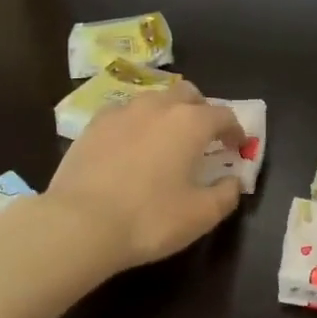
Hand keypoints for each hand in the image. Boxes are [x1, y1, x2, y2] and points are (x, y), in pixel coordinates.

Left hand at [44, 84, 245, 272]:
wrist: (80, 223)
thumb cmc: (149, 219)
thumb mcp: (200, 215)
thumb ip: (226, 195)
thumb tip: (234, 181)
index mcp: (190, 123)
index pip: (223, 115)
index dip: (235, 130)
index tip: (237, 147)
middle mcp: (158, 106)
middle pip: (188, 94)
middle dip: (201, 110)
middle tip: (203, 137)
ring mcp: (122, 111)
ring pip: (154, 100)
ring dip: (168, 113)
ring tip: (166, 140)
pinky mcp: (93, 125)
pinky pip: (124, 113)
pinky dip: (136, 123)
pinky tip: (131, 146)